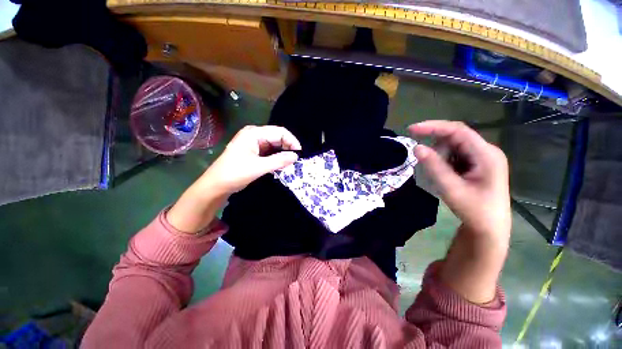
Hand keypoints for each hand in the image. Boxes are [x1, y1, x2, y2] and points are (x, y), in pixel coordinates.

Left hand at [167, 125, 300, 233]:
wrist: (216, 185)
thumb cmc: (235, 173)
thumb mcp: (259, 167)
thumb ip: (279, 160)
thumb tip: (296, 156)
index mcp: (254, 133)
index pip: (279, 132)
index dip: (292, 141)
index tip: (299, 154)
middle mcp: (255, 135)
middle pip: (278, 137)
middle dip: (288, 147)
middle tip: (296, 160)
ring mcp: (254, 143)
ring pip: (275, 144)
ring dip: (283, 153)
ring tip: (290, 163)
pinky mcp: (254, 151)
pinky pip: (270, 151)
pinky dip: (277, 156)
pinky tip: (282, 164)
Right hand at [408, 121, 510, 240]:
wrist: (488, 229)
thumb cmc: (474, 210)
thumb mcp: (451, 189)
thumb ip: (434, 166)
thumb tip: (416, 147)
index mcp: (486, 154)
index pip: (458, 131)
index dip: (433, 127)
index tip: (411, 130)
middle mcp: (485, 151)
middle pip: (455, 138)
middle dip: (435, 147)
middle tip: (424, 163)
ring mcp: (481, 158)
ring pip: (453, 147)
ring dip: (439, 157)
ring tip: (438, 176)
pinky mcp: (475, 164)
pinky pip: (454, 156)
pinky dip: (443, 162)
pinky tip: (443, 175)